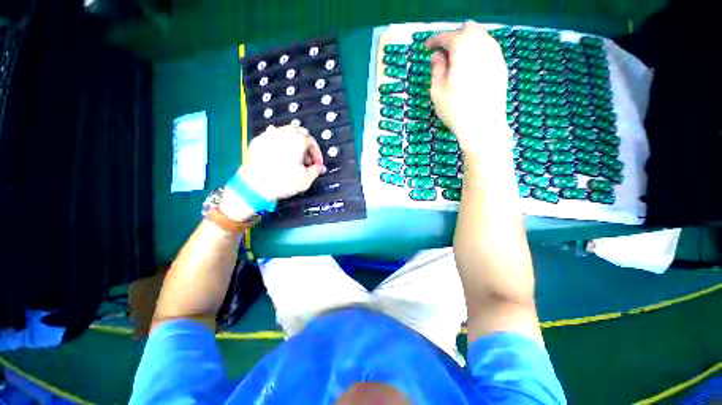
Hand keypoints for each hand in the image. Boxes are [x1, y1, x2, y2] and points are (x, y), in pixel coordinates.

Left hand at [241, 125, 325, 199]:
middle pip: (300, 132)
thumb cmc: (283, 182)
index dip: (317, 154)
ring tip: (294, 157)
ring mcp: (269, 135)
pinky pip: (273, 137)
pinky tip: (280, 155)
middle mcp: (283, 133)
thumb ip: (316, 170)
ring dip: (294, 142)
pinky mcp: (258, 140)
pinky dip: (280, 143)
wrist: (255, 187)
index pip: (312, 141)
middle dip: (306, 145)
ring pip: (286, 132)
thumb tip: (320, 167)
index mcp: (297, 141)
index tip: (317, 164)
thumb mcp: (306, 179)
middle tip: (307, 159)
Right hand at [426, 22, 510, 158]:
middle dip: (453, 37)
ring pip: (480, 37)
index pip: (446, 36)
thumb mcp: (437, 90)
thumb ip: (437, 68)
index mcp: (463, 48)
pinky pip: (488, 49)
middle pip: (467, 29)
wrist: (483, 126)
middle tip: (443, 53)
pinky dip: (477, 52)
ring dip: (467, 44)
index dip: (434, 41)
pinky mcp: (501, 66)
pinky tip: (471, 69)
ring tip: (457, 61)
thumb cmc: (455, 109)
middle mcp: (482, 44)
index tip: (426, 48)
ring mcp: (495, 54)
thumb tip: (437, 56)